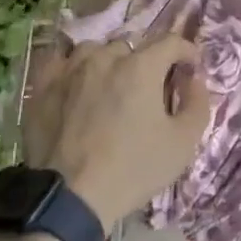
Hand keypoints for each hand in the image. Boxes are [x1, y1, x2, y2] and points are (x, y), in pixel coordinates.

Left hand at [24, 35, 210, 229]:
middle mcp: (105, 57)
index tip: (190, 67)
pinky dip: (71, 65)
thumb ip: (197, 104)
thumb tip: (194, 78)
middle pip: (131, 48)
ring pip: (94, 51)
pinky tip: (74, 80)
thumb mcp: (182, 144)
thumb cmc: (132, 170)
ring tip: (109, 86)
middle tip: (147, 90)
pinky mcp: (43, 85)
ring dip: (107, 62)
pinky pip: (58, 59)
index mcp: (141, 67)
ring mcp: (70, 69)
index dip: (185, 51)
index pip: (170, 42)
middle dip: (145, 63)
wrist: (70, 198)